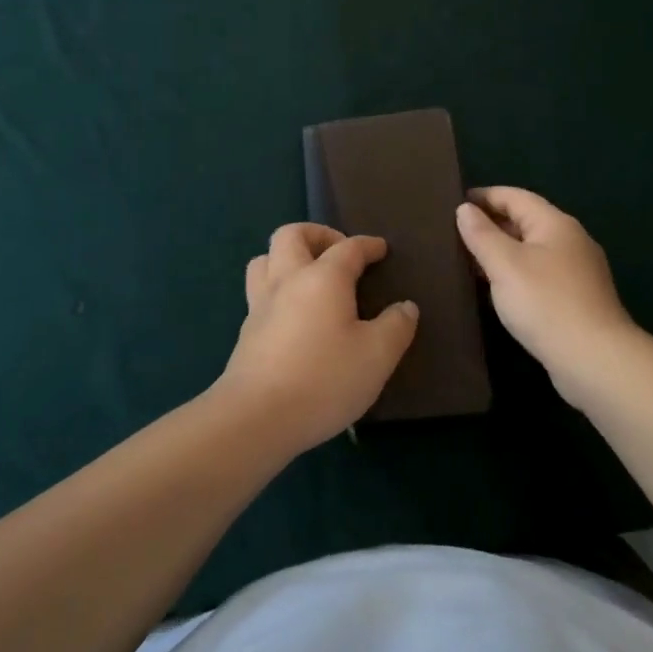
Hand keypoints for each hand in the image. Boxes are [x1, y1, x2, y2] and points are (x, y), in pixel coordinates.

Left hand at [215, 224, 419, 452]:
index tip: (381, 249)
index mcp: (322, 278)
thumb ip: (396, 327)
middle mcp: (287, 280)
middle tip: (338, 252)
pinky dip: (277, 289)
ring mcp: (260, 305)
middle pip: (291, 234)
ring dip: (287, 257)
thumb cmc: (324, 379)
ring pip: (265, 259)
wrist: (256, 417)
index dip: (367, 245)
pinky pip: (259, 292)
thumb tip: (406, 306)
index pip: (348, 248)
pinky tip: (294, 315)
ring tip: (309, 276)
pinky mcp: (246, 332)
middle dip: (317, 234)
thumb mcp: (377, 356)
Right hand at [455, 187, 637, 407]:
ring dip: (501, 250)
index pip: (515, 196)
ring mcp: (577, 271)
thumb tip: (465, 209)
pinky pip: (538, 273)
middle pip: (525, 221)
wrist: (595, 360)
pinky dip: (514, 273)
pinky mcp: (576, 299)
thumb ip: (481, 234)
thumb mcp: (504, 264)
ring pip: (531, 249)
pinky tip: (496, 288)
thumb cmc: (545, 303)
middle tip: (454, 233)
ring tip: (467, 259)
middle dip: (491, 223)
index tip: (453, 203)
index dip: (484, 196)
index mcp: (555, 224)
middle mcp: (570, 240)